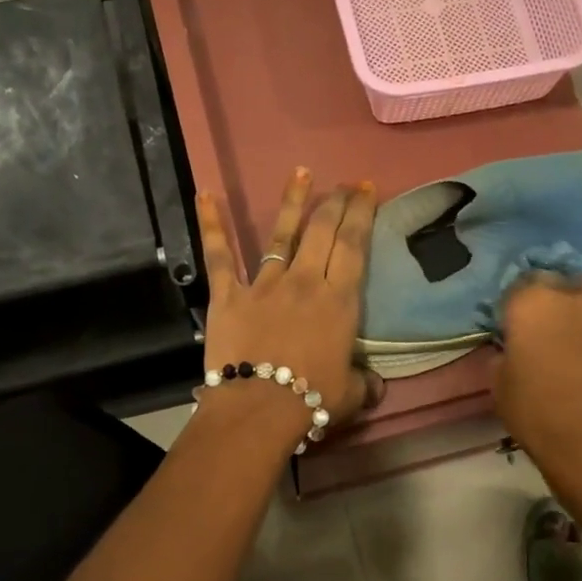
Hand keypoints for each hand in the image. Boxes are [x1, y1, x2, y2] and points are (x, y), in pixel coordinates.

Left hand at [195, 170, 380, 439]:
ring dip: (292, 200)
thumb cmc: (311, 399)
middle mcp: (304, 281)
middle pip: (323, 230)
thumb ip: (364, 382)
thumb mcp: (351, 393)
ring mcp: (265, 284)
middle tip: (345, 183)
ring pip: (281, 233)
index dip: (362, 213)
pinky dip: (212, 224)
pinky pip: (220, 255)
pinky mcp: (229, 294)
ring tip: (301, 172)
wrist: (259, 408)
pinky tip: (206, 194)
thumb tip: (375, 385)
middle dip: (336, 201)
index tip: (367, 190)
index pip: (354, 245)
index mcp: (338, 300)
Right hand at [494, 276, 581, 481]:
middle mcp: (570, 296)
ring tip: (580, 327)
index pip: (518, 287)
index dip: (515, 306)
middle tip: (546, 326)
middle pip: (558, 282)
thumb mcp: (498, 383)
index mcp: (530, 304)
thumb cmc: (533, 412)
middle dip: (551, 298)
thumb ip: (504, 353)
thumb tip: (512, 347)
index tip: (513, 326)